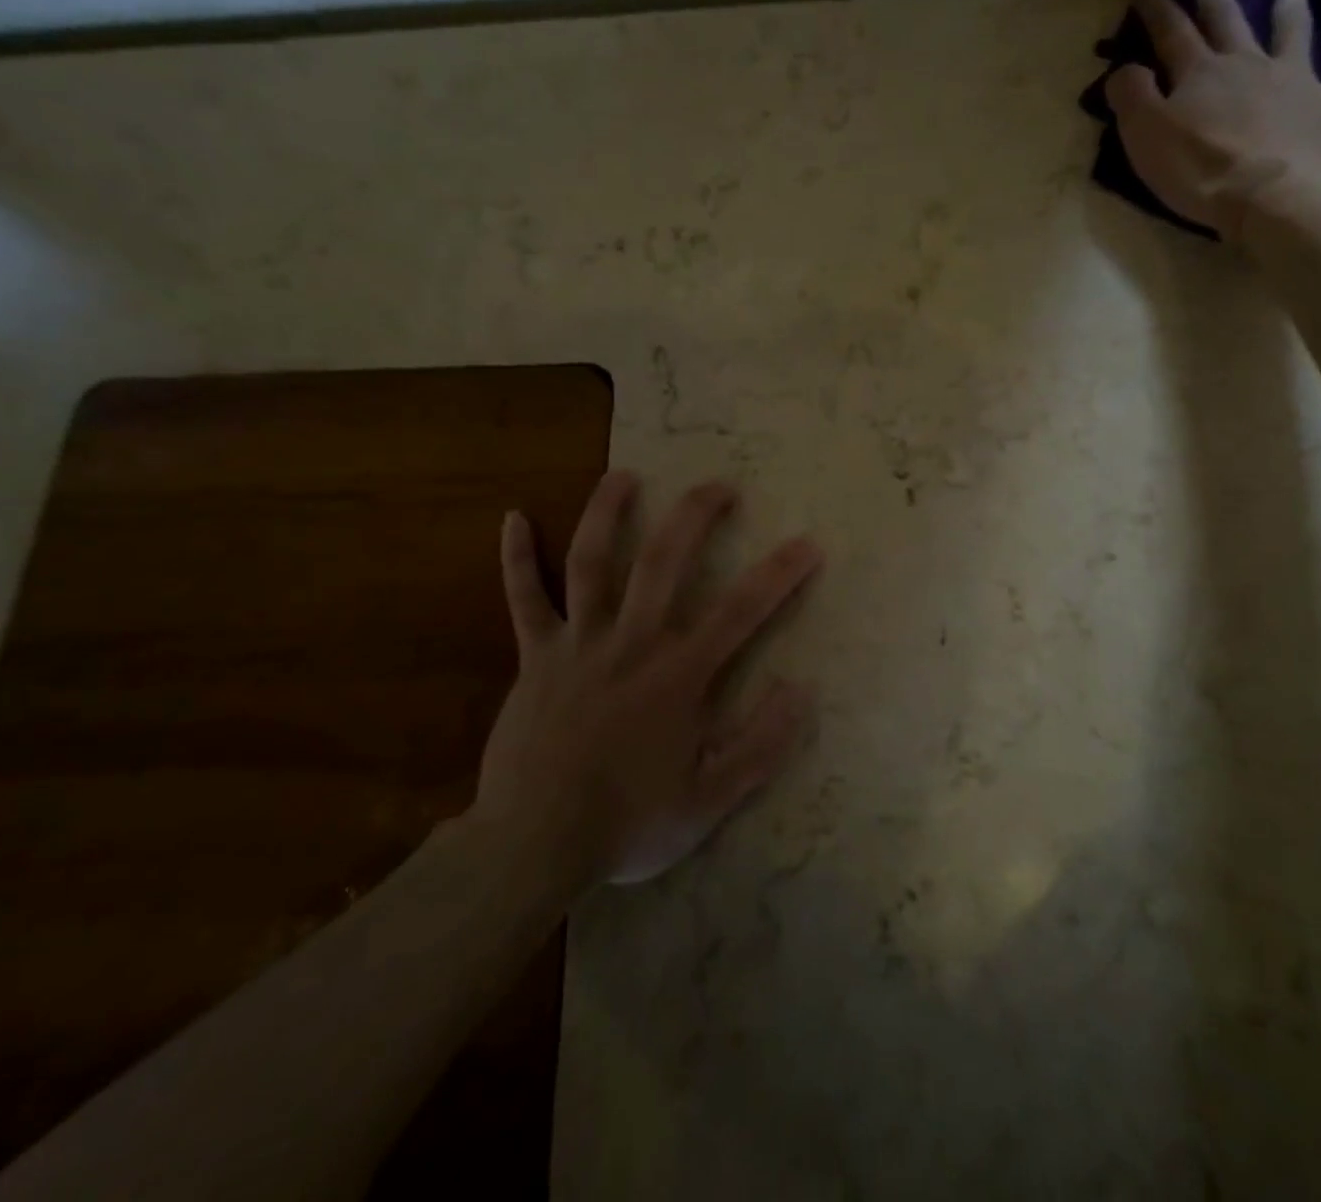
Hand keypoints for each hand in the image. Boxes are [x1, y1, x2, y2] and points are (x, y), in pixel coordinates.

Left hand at [474, 471, 823, 887]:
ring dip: (607, 514)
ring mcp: (579, 644)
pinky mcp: (536, 657)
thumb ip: (760, 744)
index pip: (741, 612)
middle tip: (719, 486)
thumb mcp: (710, 800)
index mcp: (678, 675)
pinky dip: (517, 559)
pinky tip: (513, 519)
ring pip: (591, 563)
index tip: (807, 544)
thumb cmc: (628, 824)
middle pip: (663, 563)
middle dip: (695, 517)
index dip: (779, 574)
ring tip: (624, 475)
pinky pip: (525, 599)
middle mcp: (631, 643)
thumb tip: (800, 688)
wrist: (534, 845)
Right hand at [1106, 0, 1320, 238]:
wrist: (1271, 198)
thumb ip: (1131, 97)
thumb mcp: (1146, 137)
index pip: (1169, 30)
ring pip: (1290, 26)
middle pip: (1225, 14)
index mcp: (1199, 73)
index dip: (1153, 5)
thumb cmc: (1200, 171)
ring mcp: (1293, 79)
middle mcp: (1246, 63)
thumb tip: (1123, 68)